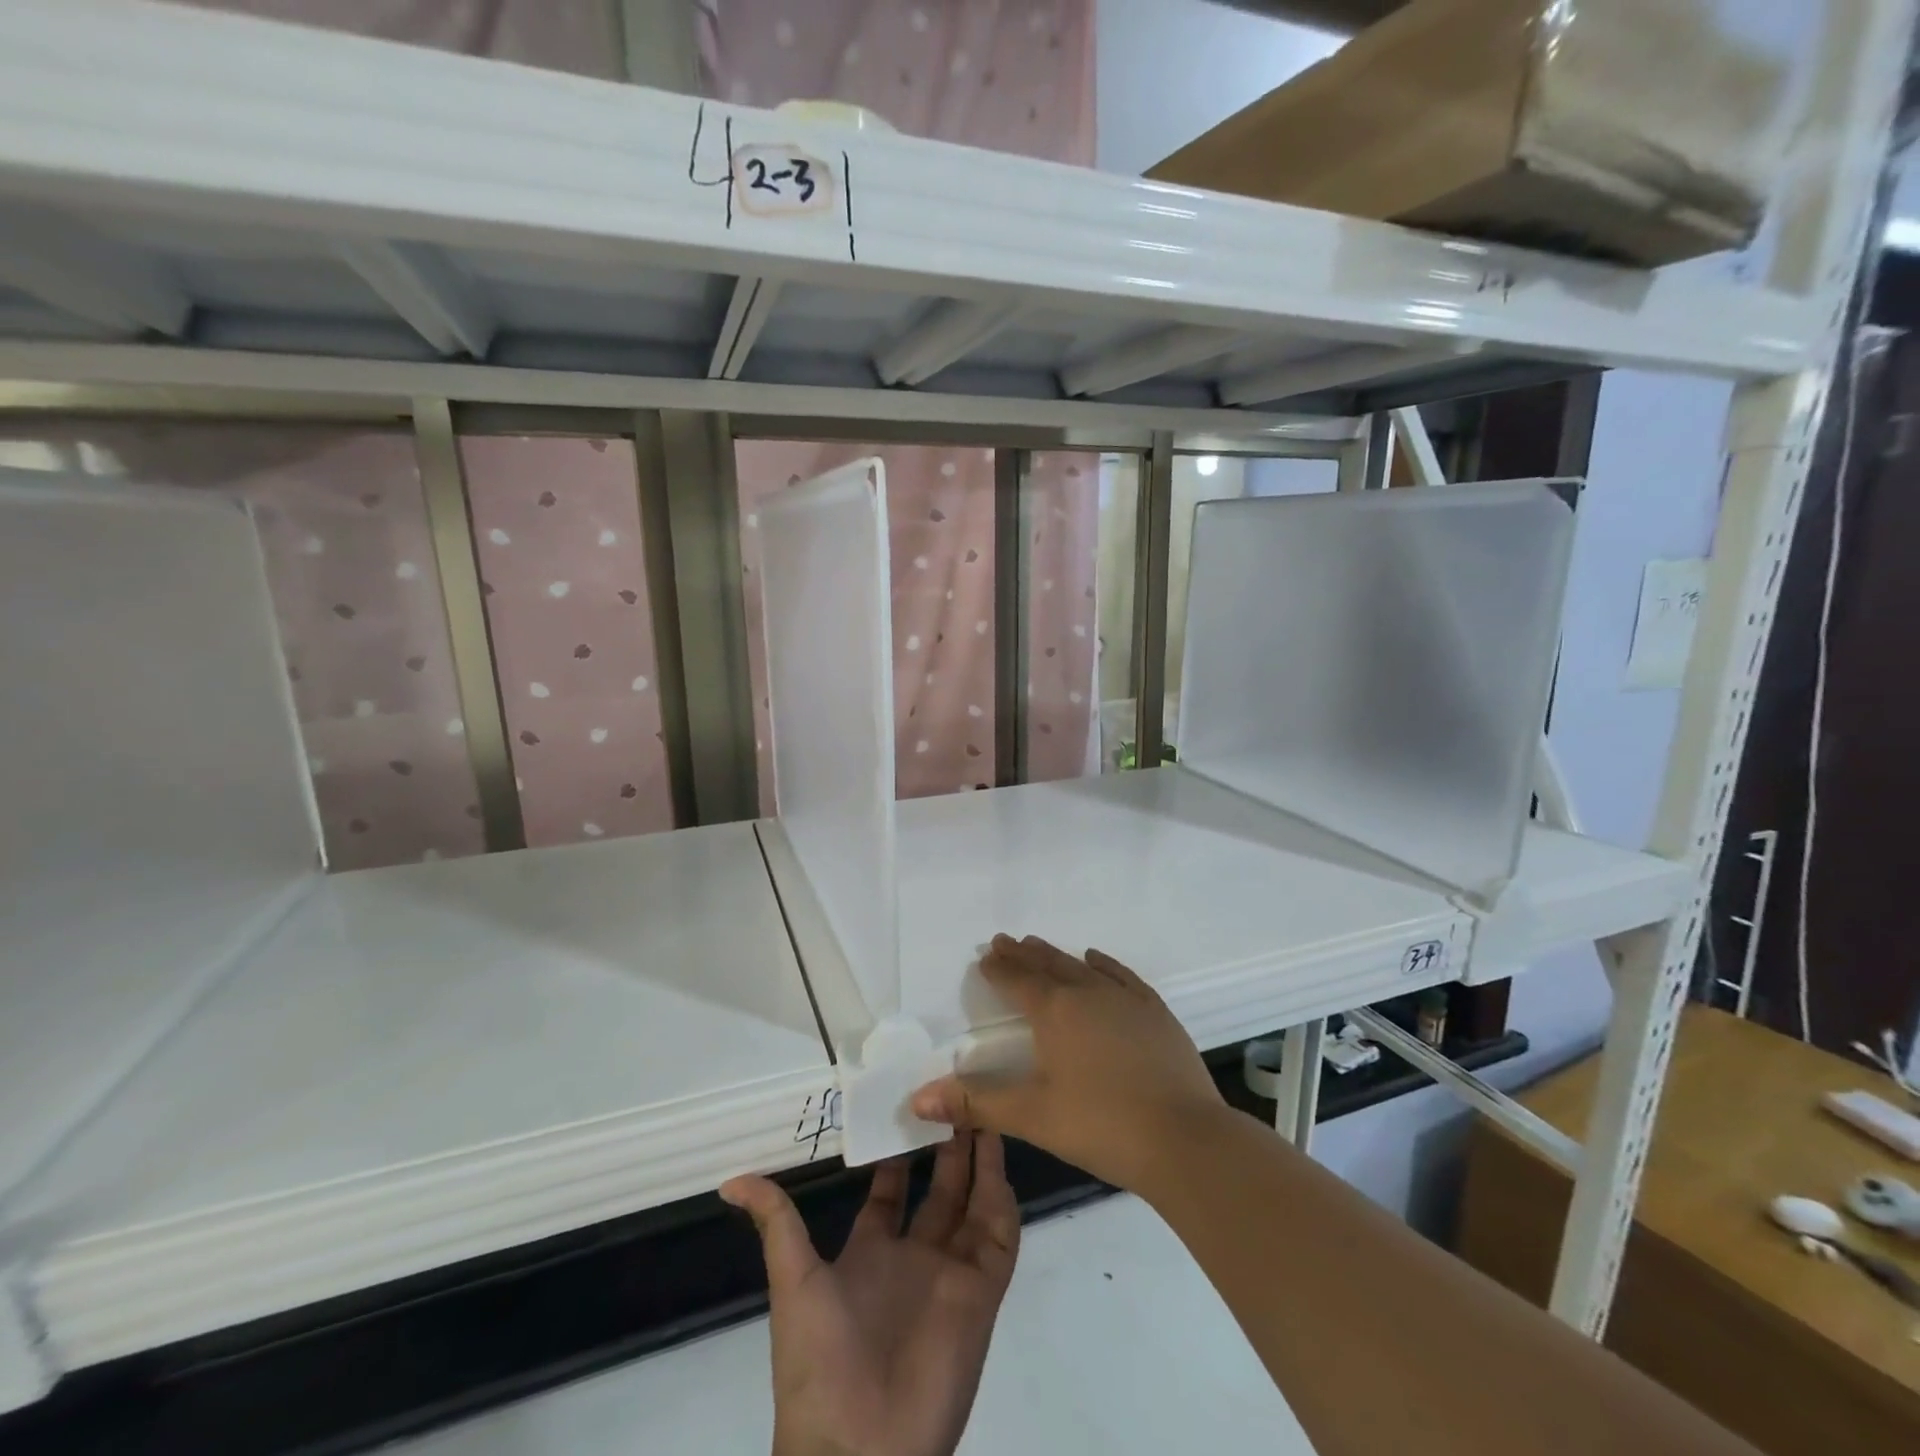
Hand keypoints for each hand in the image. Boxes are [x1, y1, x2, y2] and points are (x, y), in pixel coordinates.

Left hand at [720, 1130, 1019, 1455]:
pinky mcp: (981, 1294)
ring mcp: (950, 1274)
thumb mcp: (792, 1281)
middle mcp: (915, 1257)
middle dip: (948, 1143)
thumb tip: (731, 1181)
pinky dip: (1003, 1200)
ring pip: (974, 1203)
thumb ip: (776, 1223)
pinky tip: (999, 1160)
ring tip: (981, 1109)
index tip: (908, 1102)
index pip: (891, 1188)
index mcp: (872, 1252)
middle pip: (940, 1188)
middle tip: (954, 1093)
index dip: (899, 1149)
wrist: (857, 1451)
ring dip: (980, 1160)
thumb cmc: (819, 1361)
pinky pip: (1000, 1239)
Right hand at [911, 934, 1225, 1193]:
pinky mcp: (1155, 1012)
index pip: (1018, 981)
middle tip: (1005, 941)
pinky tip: (1095, 959)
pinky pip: (1121, 976)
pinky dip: (1103, 965)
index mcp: (1055, 1012)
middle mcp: (1087, 993)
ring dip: (1057, 956)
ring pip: (1082, 966)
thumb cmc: (1101, 1125)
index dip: (999, 968)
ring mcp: (1125, 999)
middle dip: (1023, 954)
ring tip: (1039, 946)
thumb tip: (916, 1099)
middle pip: (1048, 965)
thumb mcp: (1031, 1116)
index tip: (985, 956)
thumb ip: (974, 1102)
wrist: (1185, 1139)